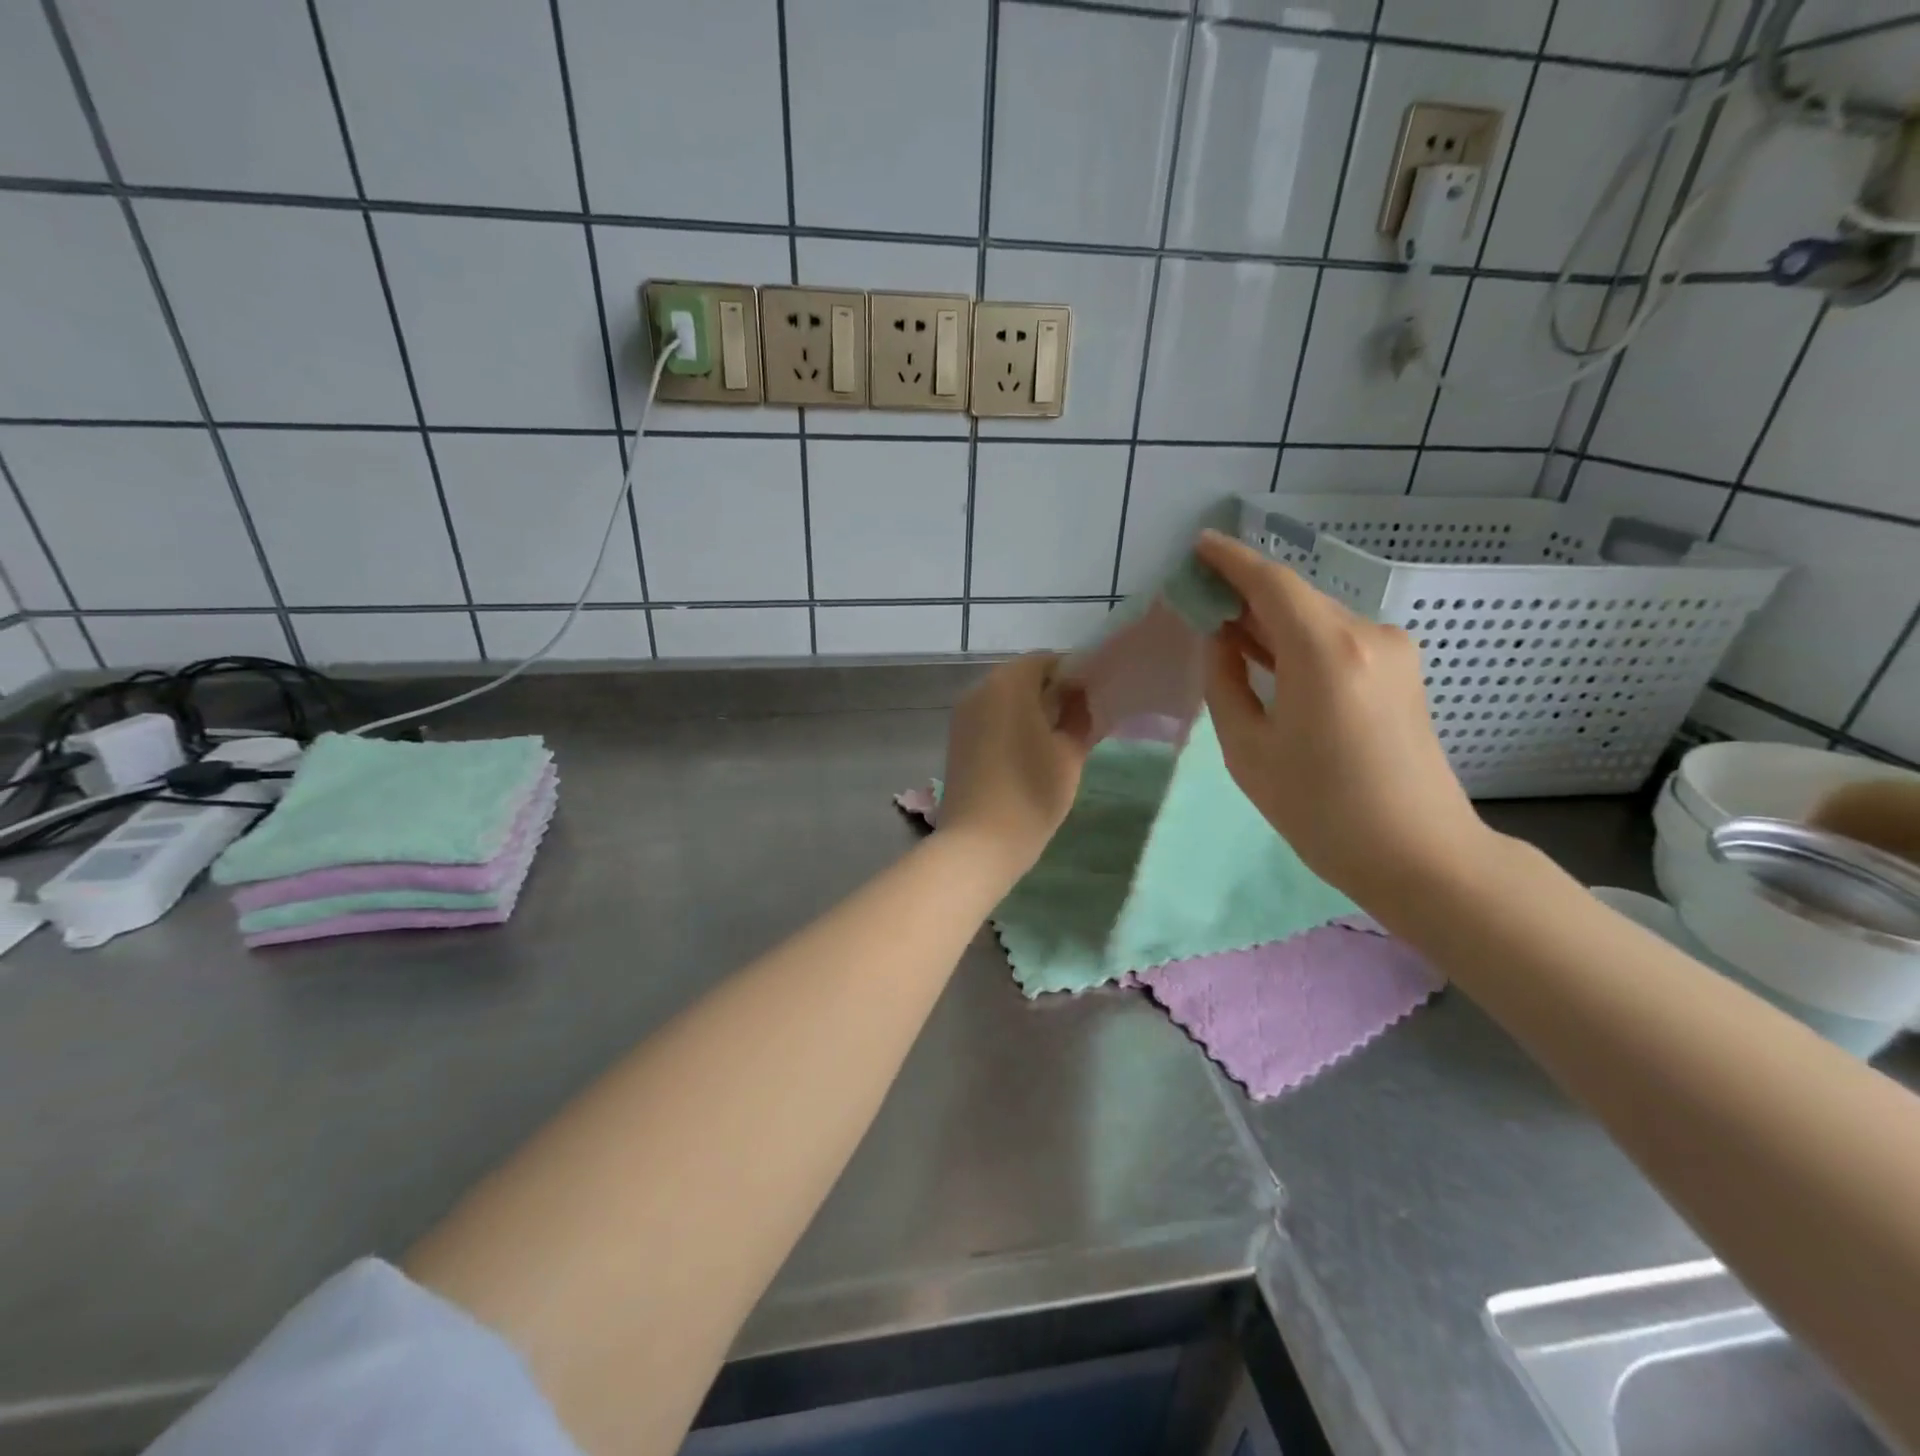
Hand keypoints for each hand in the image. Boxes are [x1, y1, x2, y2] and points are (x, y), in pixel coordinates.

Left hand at [938, 654, 1092, 880]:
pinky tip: (1029, 754)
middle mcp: (980, 689)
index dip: (1074, 675)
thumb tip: (1082, 697)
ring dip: (1030, 710)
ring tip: (1056, 741)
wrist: (979, 843)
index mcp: (1009, 683)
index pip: (1047, 660)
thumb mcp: (1069, 754)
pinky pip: (990, 718)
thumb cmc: (1031, 793)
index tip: (1093, 701)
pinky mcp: (957, 739)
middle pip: (1023, 677)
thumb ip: (1080, 716)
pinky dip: (1010, 725)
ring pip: (1005, 698)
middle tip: (1079, 722)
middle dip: (1052, 693)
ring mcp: (963, 715)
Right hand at [1195, 530, 1490, 906]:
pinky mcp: (1402, 673)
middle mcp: (1367, 635)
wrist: (1420, 855)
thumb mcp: (1249, 750)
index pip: (1271, 583)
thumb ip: (1225, 683)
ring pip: (1317, 619)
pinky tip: (1268, 656)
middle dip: (1245, 593)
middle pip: (1295, 598)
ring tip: (1224, 628)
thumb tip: (1221, 640)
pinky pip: (1338, 641)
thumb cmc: (1321, 810)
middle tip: (1199, 599)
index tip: (1198, 546)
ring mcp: (1393, 652)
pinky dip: (1298, 641)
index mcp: (1326, 651)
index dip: (1230, 560)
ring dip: (1270, 621)